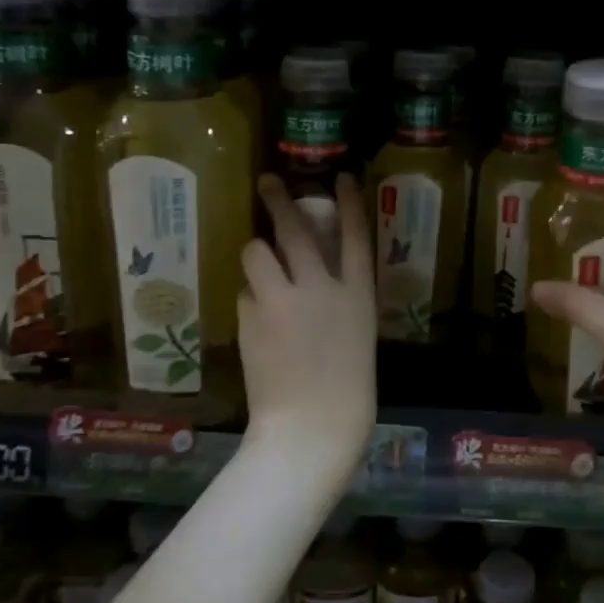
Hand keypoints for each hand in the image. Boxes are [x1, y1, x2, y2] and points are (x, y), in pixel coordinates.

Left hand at [238, 174, 376, 467]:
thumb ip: (340, 300)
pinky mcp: (250, 317)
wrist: (311, 426)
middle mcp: (321, 287)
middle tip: (266, 182)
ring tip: (257, 262)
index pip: (355, 234)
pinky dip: (249, 296)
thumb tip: (317, 276)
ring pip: (257, 251)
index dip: (349, 202)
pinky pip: (245, 292)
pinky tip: (255, 318)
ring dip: (256, 252)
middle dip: (279, 200)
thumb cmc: (347, 390)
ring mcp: (283, 299)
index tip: (340, 176)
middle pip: (296, 229)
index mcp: (357, 293)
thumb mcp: (357, 334)